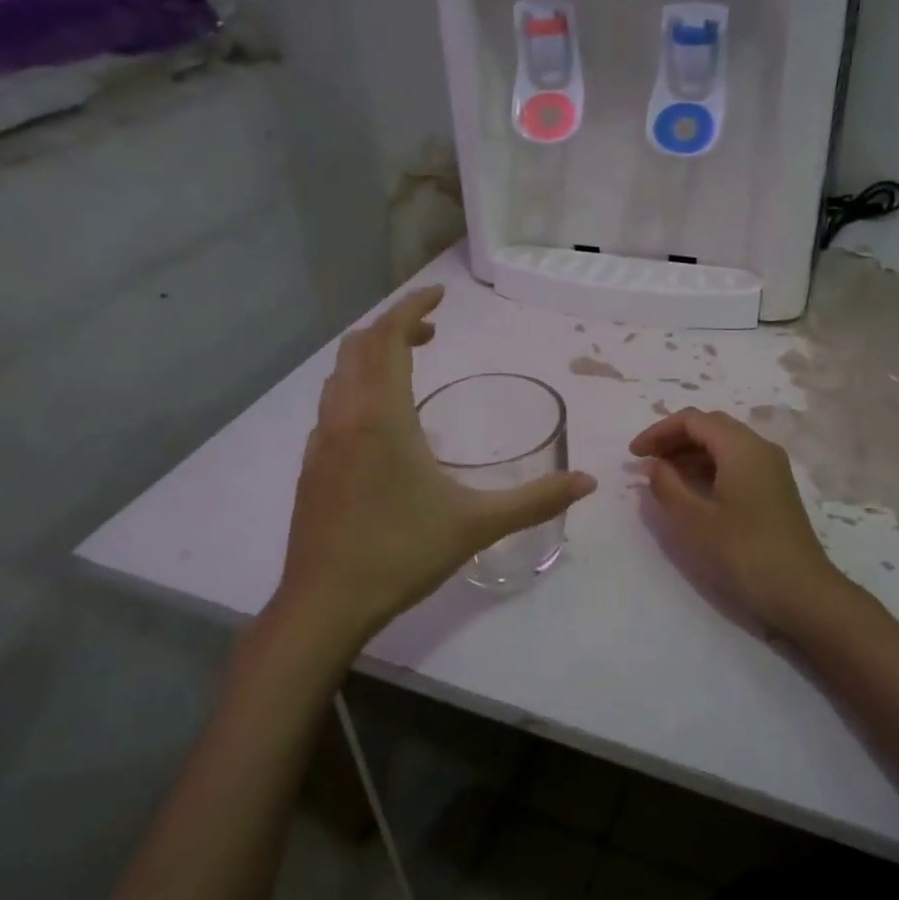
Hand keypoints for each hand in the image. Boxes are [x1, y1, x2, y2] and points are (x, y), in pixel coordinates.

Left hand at [274, 287, 596, 646]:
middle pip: (359, 347)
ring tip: (408, 366)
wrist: (324, 604)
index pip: (391, 340)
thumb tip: (587, 481)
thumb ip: (536, 500)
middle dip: (393, 328)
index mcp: (381, 417)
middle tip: (431, 333)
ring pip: (340, 376)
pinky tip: (381, 423)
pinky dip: (357, 389)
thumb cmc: (400, 554)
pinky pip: (332, 405)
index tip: (440, 295)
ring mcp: (321, 441)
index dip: (413, 309)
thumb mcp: (476, 525)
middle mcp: (345, 417)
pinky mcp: (311, 466)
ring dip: (371, 357)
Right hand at [629, 407, 854, 635]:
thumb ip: (667, 485)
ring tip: (662, 476)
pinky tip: (691, 490)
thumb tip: (655, 465)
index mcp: (741, 447)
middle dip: (674, 438)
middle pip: (711, 427)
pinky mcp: (774, 488)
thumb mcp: (694, 520)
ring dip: (691, 453)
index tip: (633, 454)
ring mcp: (771, 468)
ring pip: (724, 444)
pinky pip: (736, 462)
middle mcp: (760, 448)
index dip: (658, 431)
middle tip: (646, 461)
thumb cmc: (743, 552)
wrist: (801, 592)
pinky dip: (709, 467)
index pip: (693, 420)